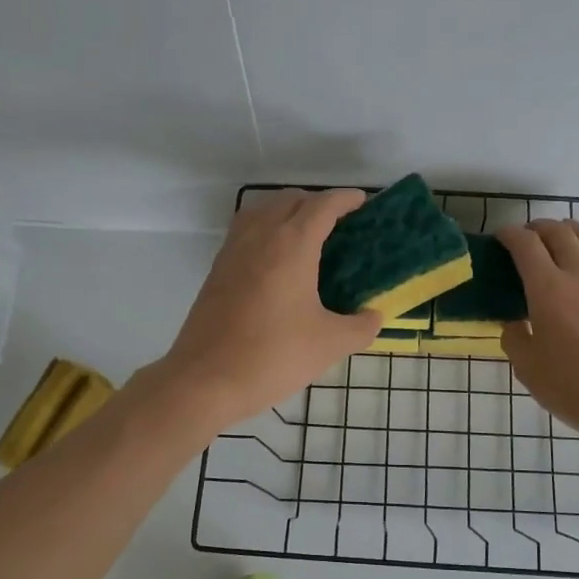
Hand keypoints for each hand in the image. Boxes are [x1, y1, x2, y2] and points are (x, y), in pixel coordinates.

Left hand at [156, 190, 382, 428]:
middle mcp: (260, 236)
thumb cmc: (273, 356)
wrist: (205, 380)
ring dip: (286, 212)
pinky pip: (245, 232)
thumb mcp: (329, 344)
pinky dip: (265, 230)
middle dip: (316, 203)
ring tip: (305, 237)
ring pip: (262, 211)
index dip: (345, 199)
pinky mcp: (216, 270)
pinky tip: (275, 262)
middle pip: (290, 200)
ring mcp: (233, 250)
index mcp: (291, 244)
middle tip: (339, 224)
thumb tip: (374, 318)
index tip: (363, 202)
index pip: (322, 206)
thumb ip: (360, 327)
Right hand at [499, 220, 578, 444]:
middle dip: (540, 227)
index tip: (501, 236)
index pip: (527, 245)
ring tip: (563, 234)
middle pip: (561, 234)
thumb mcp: (527, 368)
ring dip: (572, 231)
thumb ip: (515, 338)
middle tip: (527, 234)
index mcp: (549, 290)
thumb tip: (516, 324)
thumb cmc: (573, 387)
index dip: (511, 234)